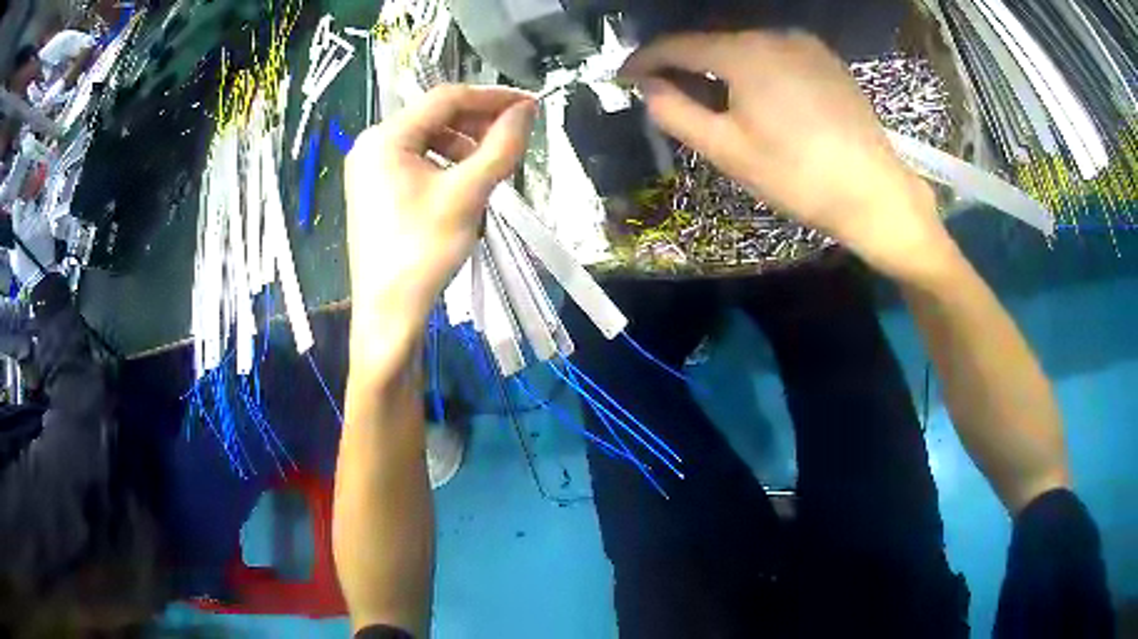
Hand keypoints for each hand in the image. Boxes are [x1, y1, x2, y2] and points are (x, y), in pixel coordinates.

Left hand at [344, 85, 535, 343]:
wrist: (389, 312)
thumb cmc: (424, 251)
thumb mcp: (468, 194)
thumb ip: (501, 146)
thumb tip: (526, 110)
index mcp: (386, 137)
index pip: (446, 99)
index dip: (492, 97)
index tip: (530, 104)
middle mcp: (371, 145)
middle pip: (435, 118)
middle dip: (478, 124)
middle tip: (515, 137)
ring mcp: (369, 168)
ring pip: (427, 140)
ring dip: (464, 146)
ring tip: (492, 168)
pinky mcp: (374, 190)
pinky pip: (416, 163)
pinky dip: (445, 166)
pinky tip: (465, 185)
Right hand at [622, 31, 953, 283]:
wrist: (875, 191)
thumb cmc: (798, 176)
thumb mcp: (727, 150)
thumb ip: (675, 112)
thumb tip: (647, 87)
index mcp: (744, 52)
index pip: (678, 45)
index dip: (646, 59)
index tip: (625, 76)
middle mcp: (773, 34)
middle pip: (712, 41)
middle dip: (683, 63)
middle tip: (666, 92)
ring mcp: (804, 44)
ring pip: (744, 46)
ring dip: (719, 65)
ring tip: (711, 97)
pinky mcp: (826, 59)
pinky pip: (775, 53)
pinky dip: (753, 66)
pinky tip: (757, 95)